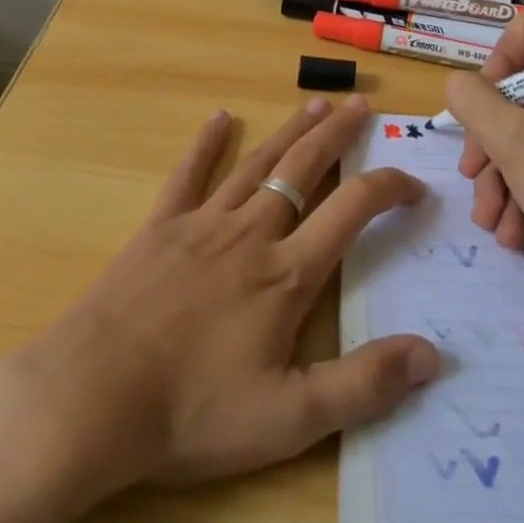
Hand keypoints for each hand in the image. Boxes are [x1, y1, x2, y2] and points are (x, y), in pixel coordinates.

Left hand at [12, 95, 438, 491]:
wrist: (91, 398)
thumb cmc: (191, 412)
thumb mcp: (288, 419)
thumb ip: (363, 386)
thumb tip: (432, 355)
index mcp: (286, 273)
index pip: (352, 210)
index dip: (390, 189)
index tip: (415, 184)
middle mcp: (252, 232)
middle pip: (305, 169)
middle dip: (339, 135)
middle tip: (362, 105)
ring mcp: (203, 223)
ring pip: (258, 164)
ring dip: (291, 131)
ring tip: (317, 104)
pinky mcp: (160, 227)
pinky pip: (188, 174)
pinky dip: (206, 144)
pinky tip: (219, 118)